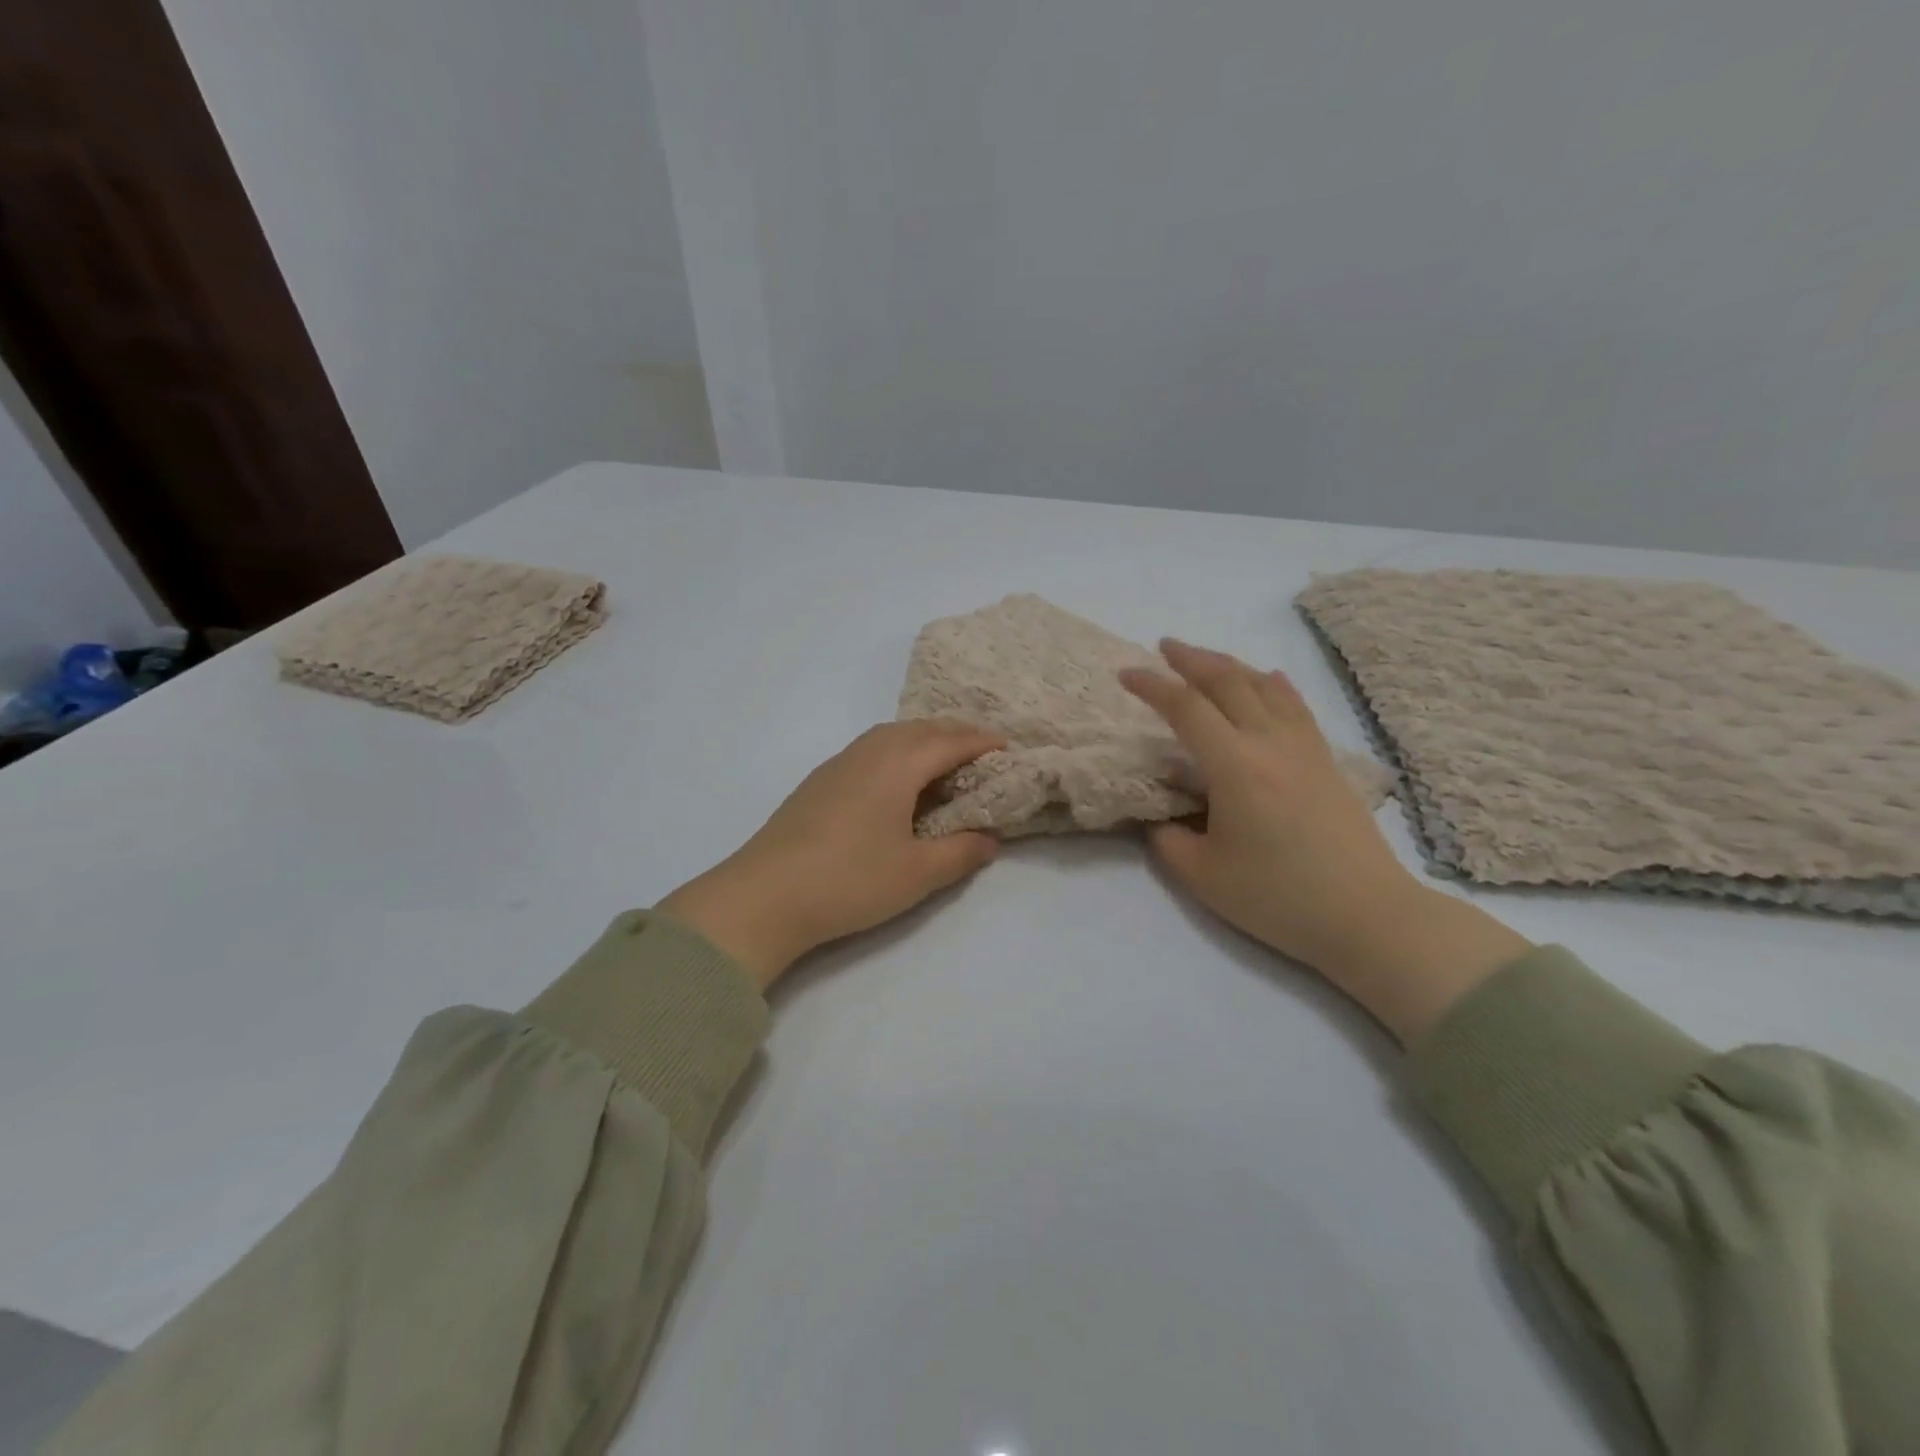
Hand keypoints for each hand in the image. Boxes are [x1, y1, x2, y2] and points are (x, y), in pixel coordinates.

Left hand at [657, 721, 1005, 988]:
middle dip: (955, 734)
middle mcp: (869, 752)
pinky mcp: (818, 781)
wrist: (764, 895)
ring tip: (944, 761)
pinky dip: (896, 752)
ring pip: (891, 735)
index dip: (983, 743)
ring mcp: (838, 764)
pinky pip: (870, 749)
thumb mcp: (917, 873)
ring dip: (923, 740)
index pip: (950, 742)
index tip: (1008, 748)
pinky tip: (896, 781)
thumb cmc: (850, 880)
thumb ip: (960, 852)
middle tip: (982, 750)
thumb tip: (990, 840)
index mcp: (897, 764)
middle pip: (920, 729)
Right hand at [1122, 641, 1529, 1042]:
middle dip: (1191, 659)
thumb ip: (1168, 841)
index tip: (1125, 675)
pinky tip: (1267, 679)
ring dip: (1229, 665)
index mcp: (1235, 767)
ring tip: (1204, 659)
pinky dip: (1273, 684)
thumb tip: (1162, 819)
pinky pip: (1295, 705)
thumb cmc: (1280, 899)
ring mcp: (1304, 748)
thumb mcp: (1203, 878)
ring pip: (1264, 686)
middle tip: (1163, 648)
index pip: (1186, 709)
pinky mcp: (1326, 761)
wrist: (1368, 916)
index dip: (1152, 686)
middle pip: (1228, 682)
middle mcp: (1270, 744)